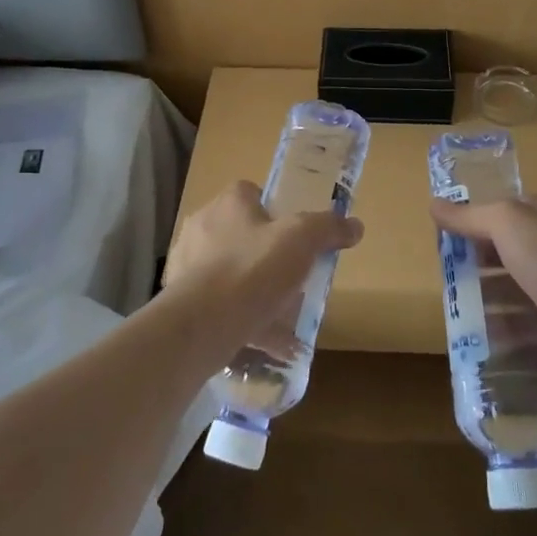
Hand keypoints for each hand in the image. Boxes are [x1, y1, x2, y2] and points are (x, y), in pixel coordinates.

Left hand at [164, 181, 363, 354]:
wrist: (201, 325)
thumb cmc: (252, 270)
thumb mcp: (302, 240)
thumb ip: (328, 228)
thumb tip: (355, 225)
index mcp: (228, 203)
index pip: (251, 192)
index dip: (275, 209)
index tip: (296, 233)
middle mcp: (202, 227)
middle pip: (241, 232)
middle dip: (265, 252)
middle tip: (292, 274)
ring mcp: (187, 265)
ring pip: (229, 272)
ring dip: (253, 289)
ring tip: (282, 314)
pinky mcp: (181, 301)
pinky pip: (219, 306)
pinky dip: (242, 319)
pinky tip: (268, 342)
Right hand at [429, 194, 536, 392]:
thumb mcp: (504, 222)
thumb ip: (469, 216)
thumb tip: (433, 204)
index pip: (512, 208)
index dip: (481, 216)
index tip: (448, 229)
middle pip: (510, 248)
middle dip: (478, 257)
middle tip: (445, 266)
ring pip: (514, 286)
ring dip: (485, 293)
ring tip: (452, 300)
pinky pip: (521, 322)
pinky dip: (498, 325)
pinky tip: (472, 331)